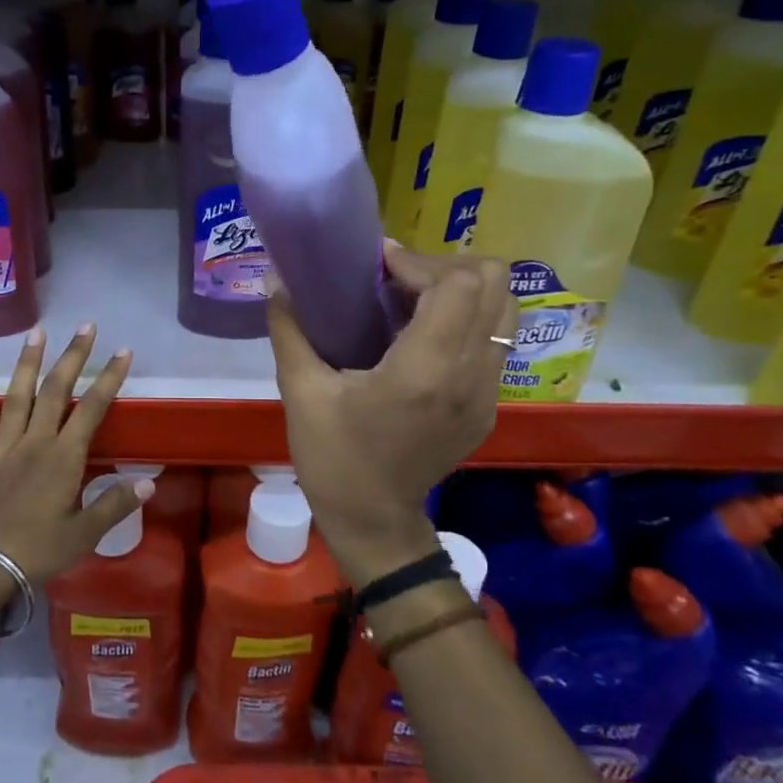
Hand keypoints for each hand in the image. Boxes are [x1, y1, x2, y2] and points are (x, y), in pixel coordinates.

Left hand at [0, 324, 145, 588]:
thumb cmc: (37, 551)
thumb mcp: (84, 534)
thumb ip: (114, 504)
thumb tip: (149, 481)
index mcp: (64, 458)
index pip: (92, 408)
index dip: (109, 378)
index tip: (123, 352)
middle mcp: (35, 442)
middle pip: (56, 391)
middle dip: (73, 356)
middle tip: (85, 326)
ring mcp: (3, 448)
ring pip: (17, 397)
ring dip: (28, 363)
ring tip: (37, 332)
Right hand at [267, 244, 515, 588]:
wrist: (374, 522)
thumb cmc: (333, 457)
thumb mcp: (300, 392)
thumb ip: (290, 328)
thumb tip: (277, 280)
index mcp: (424, 370)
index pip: (457, 284)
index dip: (420, 261)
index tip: (379, 265)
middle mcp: (470, 374)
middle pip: (495, 284)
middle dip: (446, 266)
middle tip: (399, 279)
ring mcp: (488, 392)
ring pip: (505, 308)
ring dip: (463, 291)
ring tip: (414, 301)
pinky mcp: (490, 406)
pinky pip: (496, 340)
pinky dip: (468, 320)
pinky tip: (422, 338)